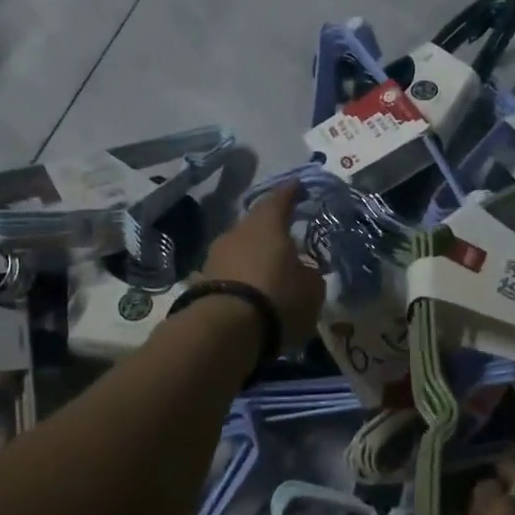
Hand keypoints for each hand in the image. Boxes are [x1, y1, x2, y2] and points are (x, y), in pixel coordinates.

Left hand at [200, 182, 325, 349]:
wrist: (224, 329)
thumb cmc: (277, 298)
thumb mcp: (311, 289)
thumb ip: (310, 274)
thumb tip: (303, 270)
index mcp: (267, 223)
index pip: (280, 198)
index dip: (290, 191)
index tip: (297, 184)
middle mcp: (238, 231)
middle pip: (256, 223)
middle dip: (270, 228)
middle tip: (286, 234)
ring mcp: (215, 255)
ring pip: (240, 247)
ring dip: (254, 254)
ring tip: (270, 267)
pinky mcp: (202, 280)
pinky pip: (229, 271)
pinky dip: (241, 276)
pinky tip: (251, 288)